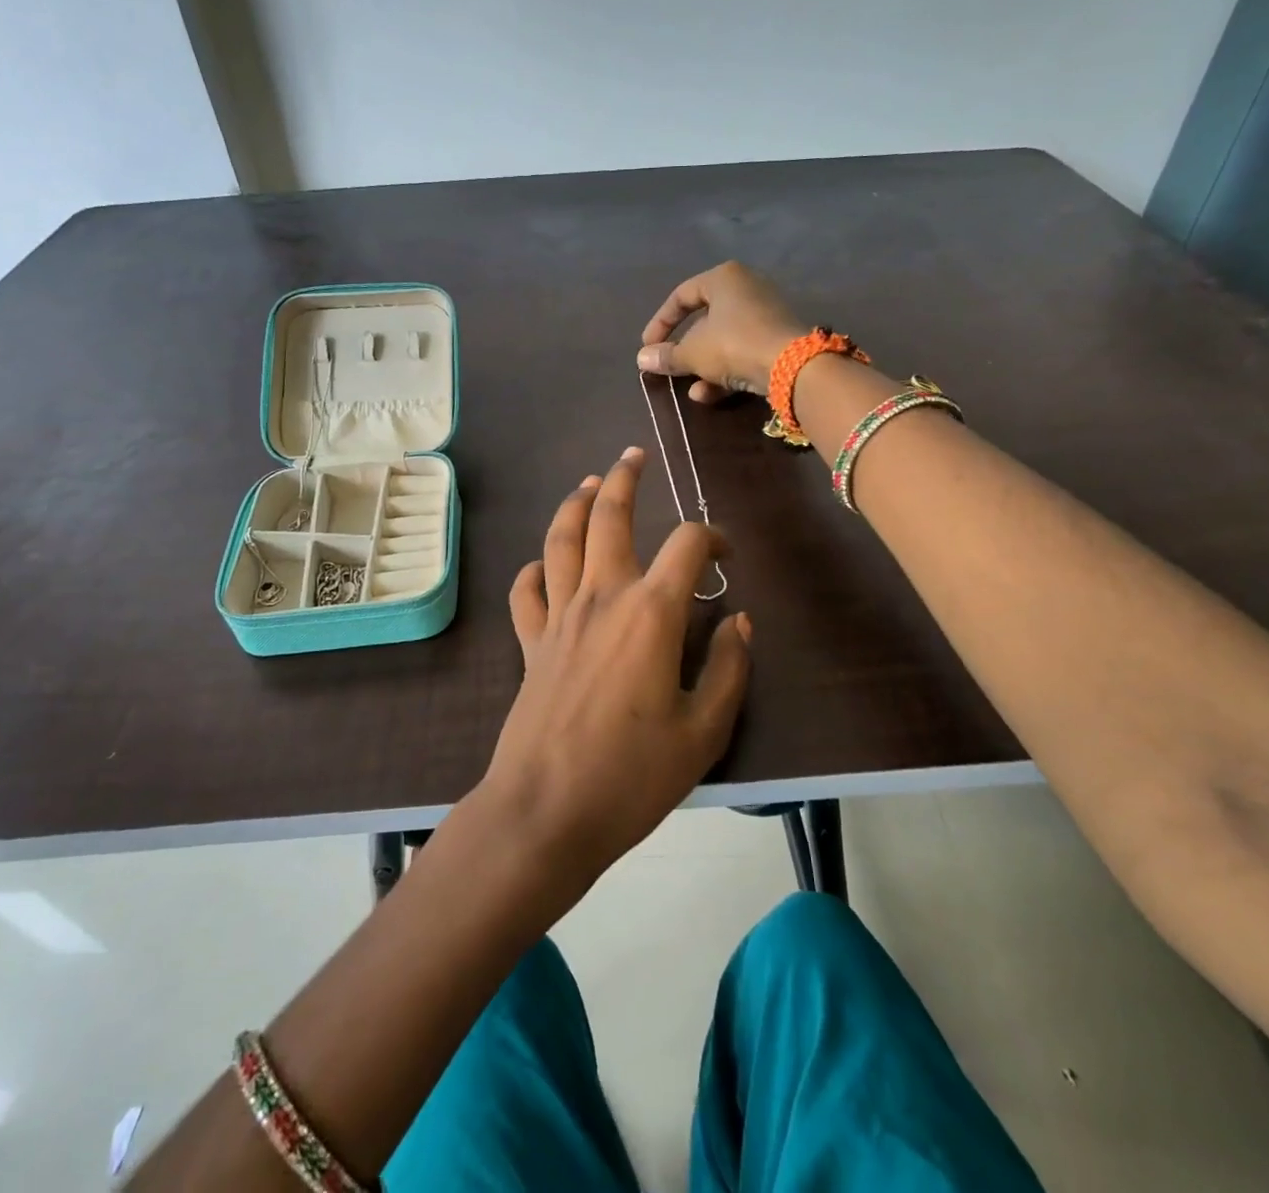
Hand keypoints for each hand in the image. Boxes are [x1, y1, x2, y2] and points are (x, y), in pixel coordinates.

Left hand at [482, 448, 752, 886]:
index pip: (687, 546)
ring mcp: (559, 617)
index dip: (712, 536)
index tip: (725, 552)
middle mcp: (601, 599)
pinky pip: (526, 590)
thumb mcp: (704, 732)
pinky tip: (543, 564)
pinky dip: (534, 569)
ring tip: (588, 484)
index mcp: (650, 614)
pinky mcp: (530, 643)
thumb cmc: (632, 777)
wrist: (546, 811)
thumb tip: (741, 622)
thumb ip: (729, 670)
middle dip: (623, 480)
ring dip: (575, 505)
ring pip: (561, 541)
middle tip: (634, 456)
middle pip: (610, 518)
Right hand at [636, 261, 806, 402]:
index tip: (647, 346)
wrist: (792, 366)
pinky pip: (743, 352)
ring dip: (704, 366)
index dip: (660, 322)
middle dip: (685, 350)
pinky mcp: (778, 340)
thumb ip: (667, 356)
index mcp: (724, 278)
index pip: (681, 296)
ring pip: (724, 340)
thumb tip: (642, 359)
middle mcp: (747, 289)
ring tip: (690, 390)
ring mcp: (766, 315)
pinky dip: (725, 371)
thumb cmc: (733, 345)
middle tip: (669, 367)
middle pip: (705, 319)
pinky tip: (709, 395)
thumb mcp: (693, 353)